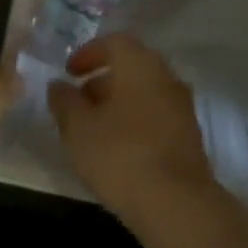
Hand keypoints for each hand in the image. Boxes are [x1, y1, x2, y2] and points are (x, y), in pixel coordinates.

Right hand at [47, 34, 214, 226]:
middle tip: (78, 102)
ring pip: (144, 93)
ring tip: (93, 129)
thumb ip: (64, 101)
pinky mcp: (189, 137)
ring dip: (118, 103)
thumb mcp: (77, 128)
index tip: (69, 73)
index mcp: (139, 65)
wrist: (177, 205)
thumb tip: (59, 86)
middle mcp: (166, 77)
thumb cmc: (120, 155)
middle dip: (101, 80)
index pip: (114, 42)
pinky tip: (118, 149)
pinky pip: (156, 116)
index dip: (88, 54)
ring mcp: (182, 108)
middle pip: (131, 67)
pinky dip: (135, 122)